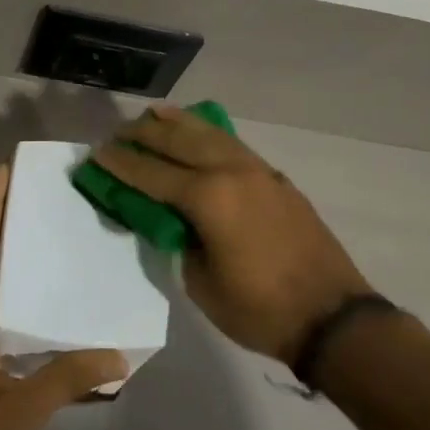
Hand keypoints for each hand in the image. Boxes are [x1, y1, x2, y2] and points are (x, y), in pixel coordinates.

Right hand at [91, 106, 372, 363]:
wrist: (331, 316)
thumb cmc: (260, 309)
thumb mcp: (201, 283)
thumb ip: (179, 242)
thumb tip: (169, 219)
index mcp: (208, 198)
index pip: (152, 174)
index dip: (121, 164)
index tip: (97, 153)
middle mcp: (230, 171)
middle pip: (178, 142)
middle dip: (145, 134)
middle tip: (119, 131)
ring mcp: (257, 170)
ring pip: (208, 134)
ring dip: (178, 123)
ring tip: (153, 113)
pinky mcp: (274, 177)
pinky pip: (232, 143)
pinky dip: (208, 133)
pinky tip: (199, 131)